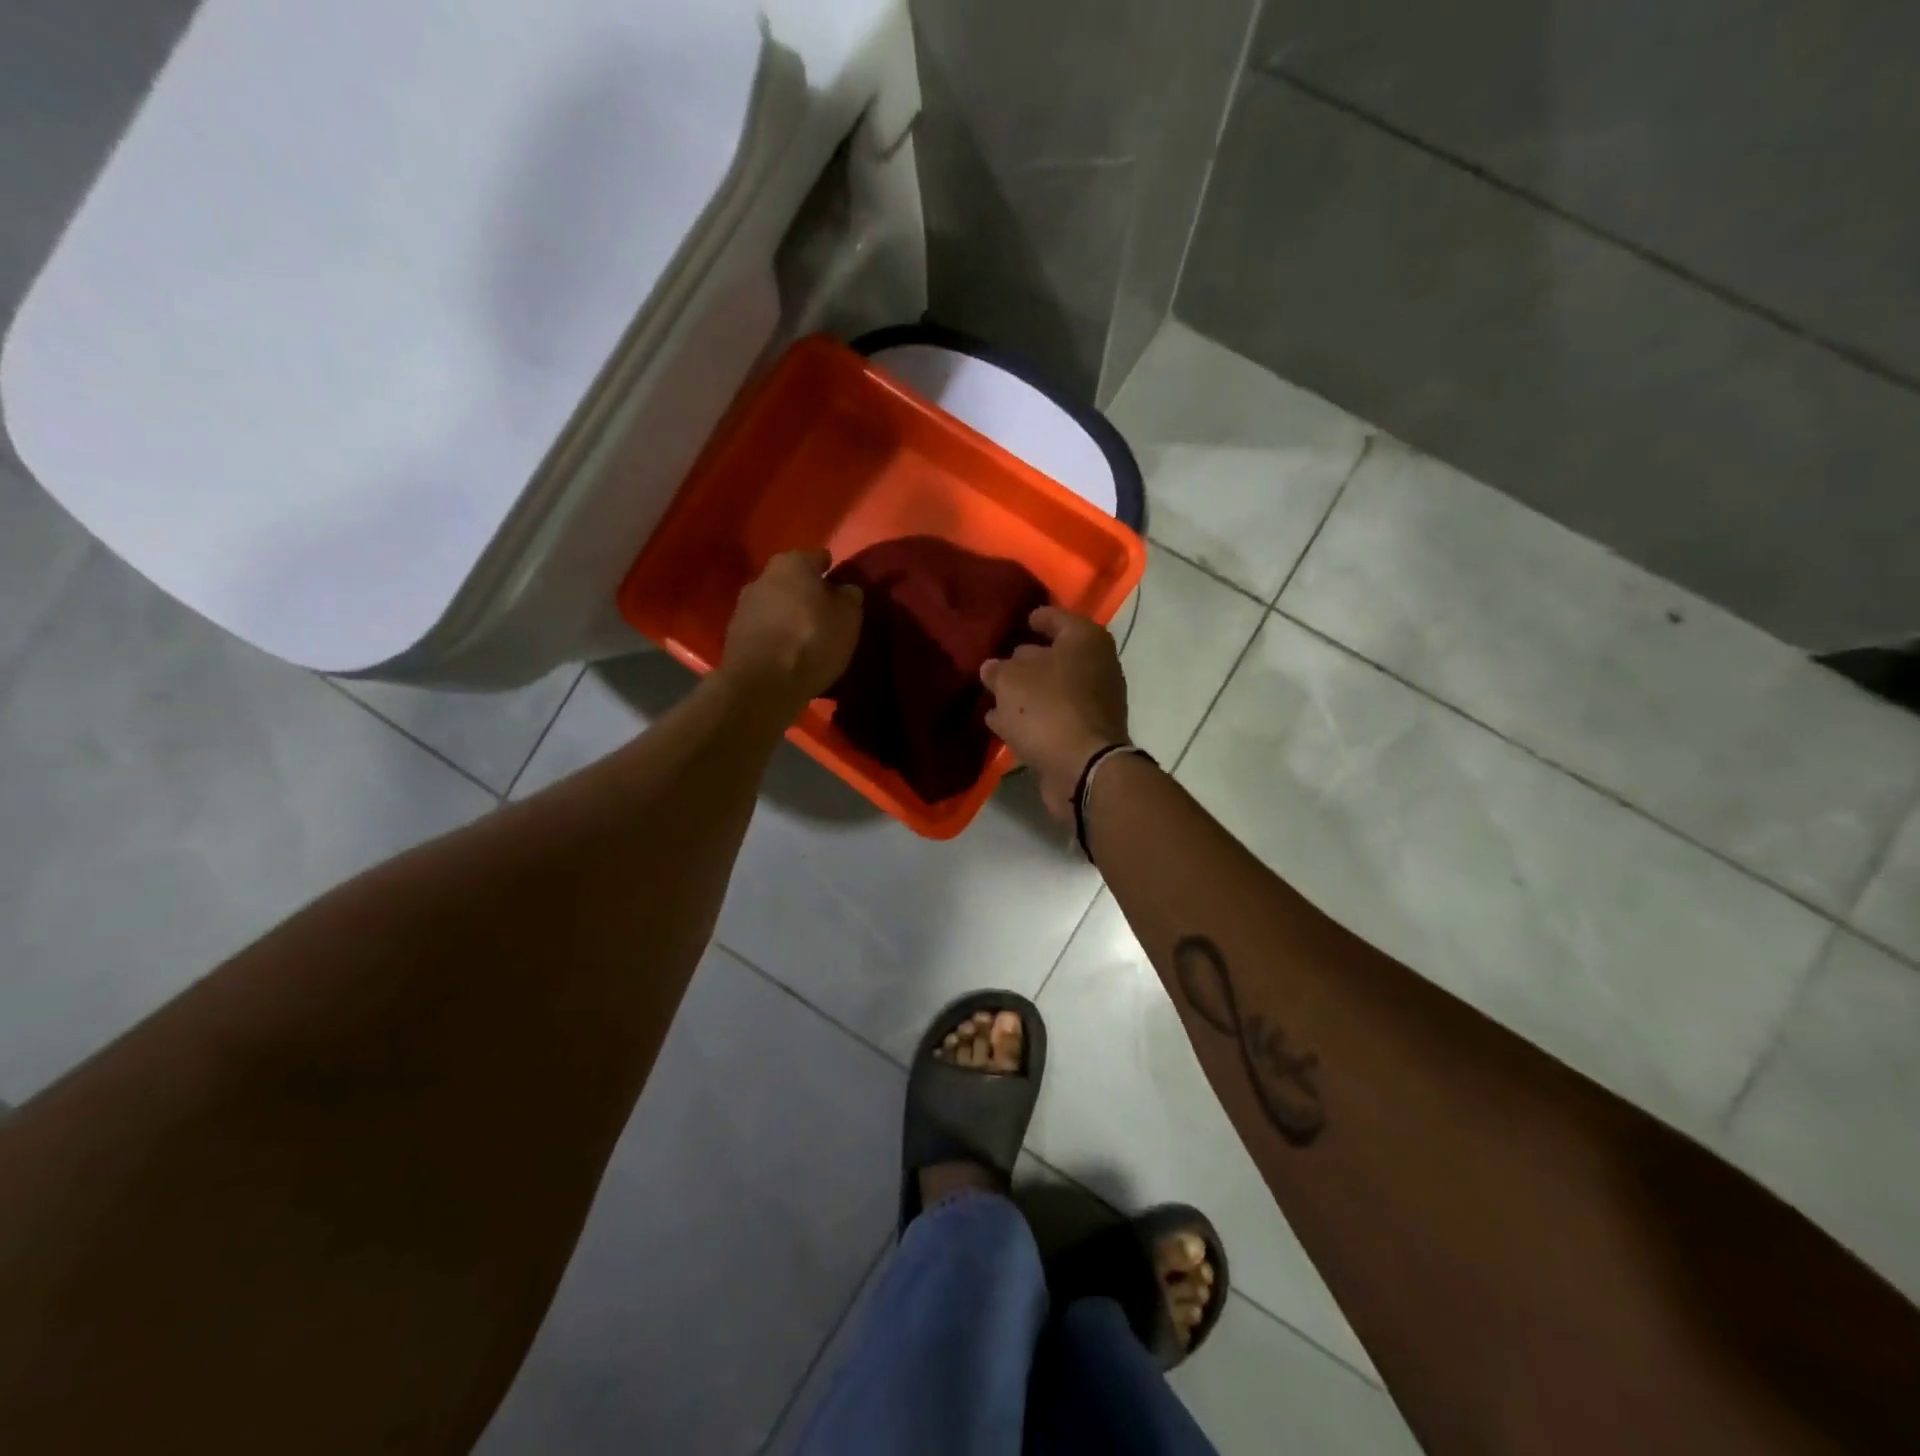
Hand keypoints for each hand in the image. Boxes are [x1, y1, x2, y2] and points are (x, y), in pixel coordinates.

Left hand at [719, 549, 863, 714]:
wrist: (761, 684)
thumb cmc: (812, 642)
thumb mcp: (848, 619)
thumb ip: (850, 597)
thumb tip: (846, 588)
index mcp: (793, 563)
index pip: (819, 558)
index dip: (833, 571)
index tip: (844, 587)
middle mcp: (764, 575)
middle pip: (794, 579)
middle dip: (808, 592)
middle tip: (826, 612)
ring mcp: (744, 604)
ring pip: (776, 602)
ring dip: (790, 613)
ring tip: (807, 635)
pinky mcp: (734, 633)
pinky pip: (765, 626)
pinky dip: (776, 633)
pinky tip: (788, 650)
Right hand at [980, 606, 1129, 825]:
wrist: (1083, 769)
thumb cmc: (1048, 709)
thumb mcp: (1010, 681)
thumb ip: (998, 669)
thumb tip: (993, 668)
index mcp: (1084, 639)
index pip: (1055, 617)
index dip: (1033, 618)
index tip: (1014, 622)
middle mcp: (1097, 665)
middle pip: (1055, 655)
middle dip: (1026, 660)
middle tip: (997, 662)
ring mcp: (1095, 702)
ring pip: (1052, 689)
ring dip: (1026, 693)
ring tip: (993, 696)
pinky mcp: (1086, 733)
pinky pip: (1053, 717)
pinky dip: (1032, 718)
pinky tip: (1003, 723)